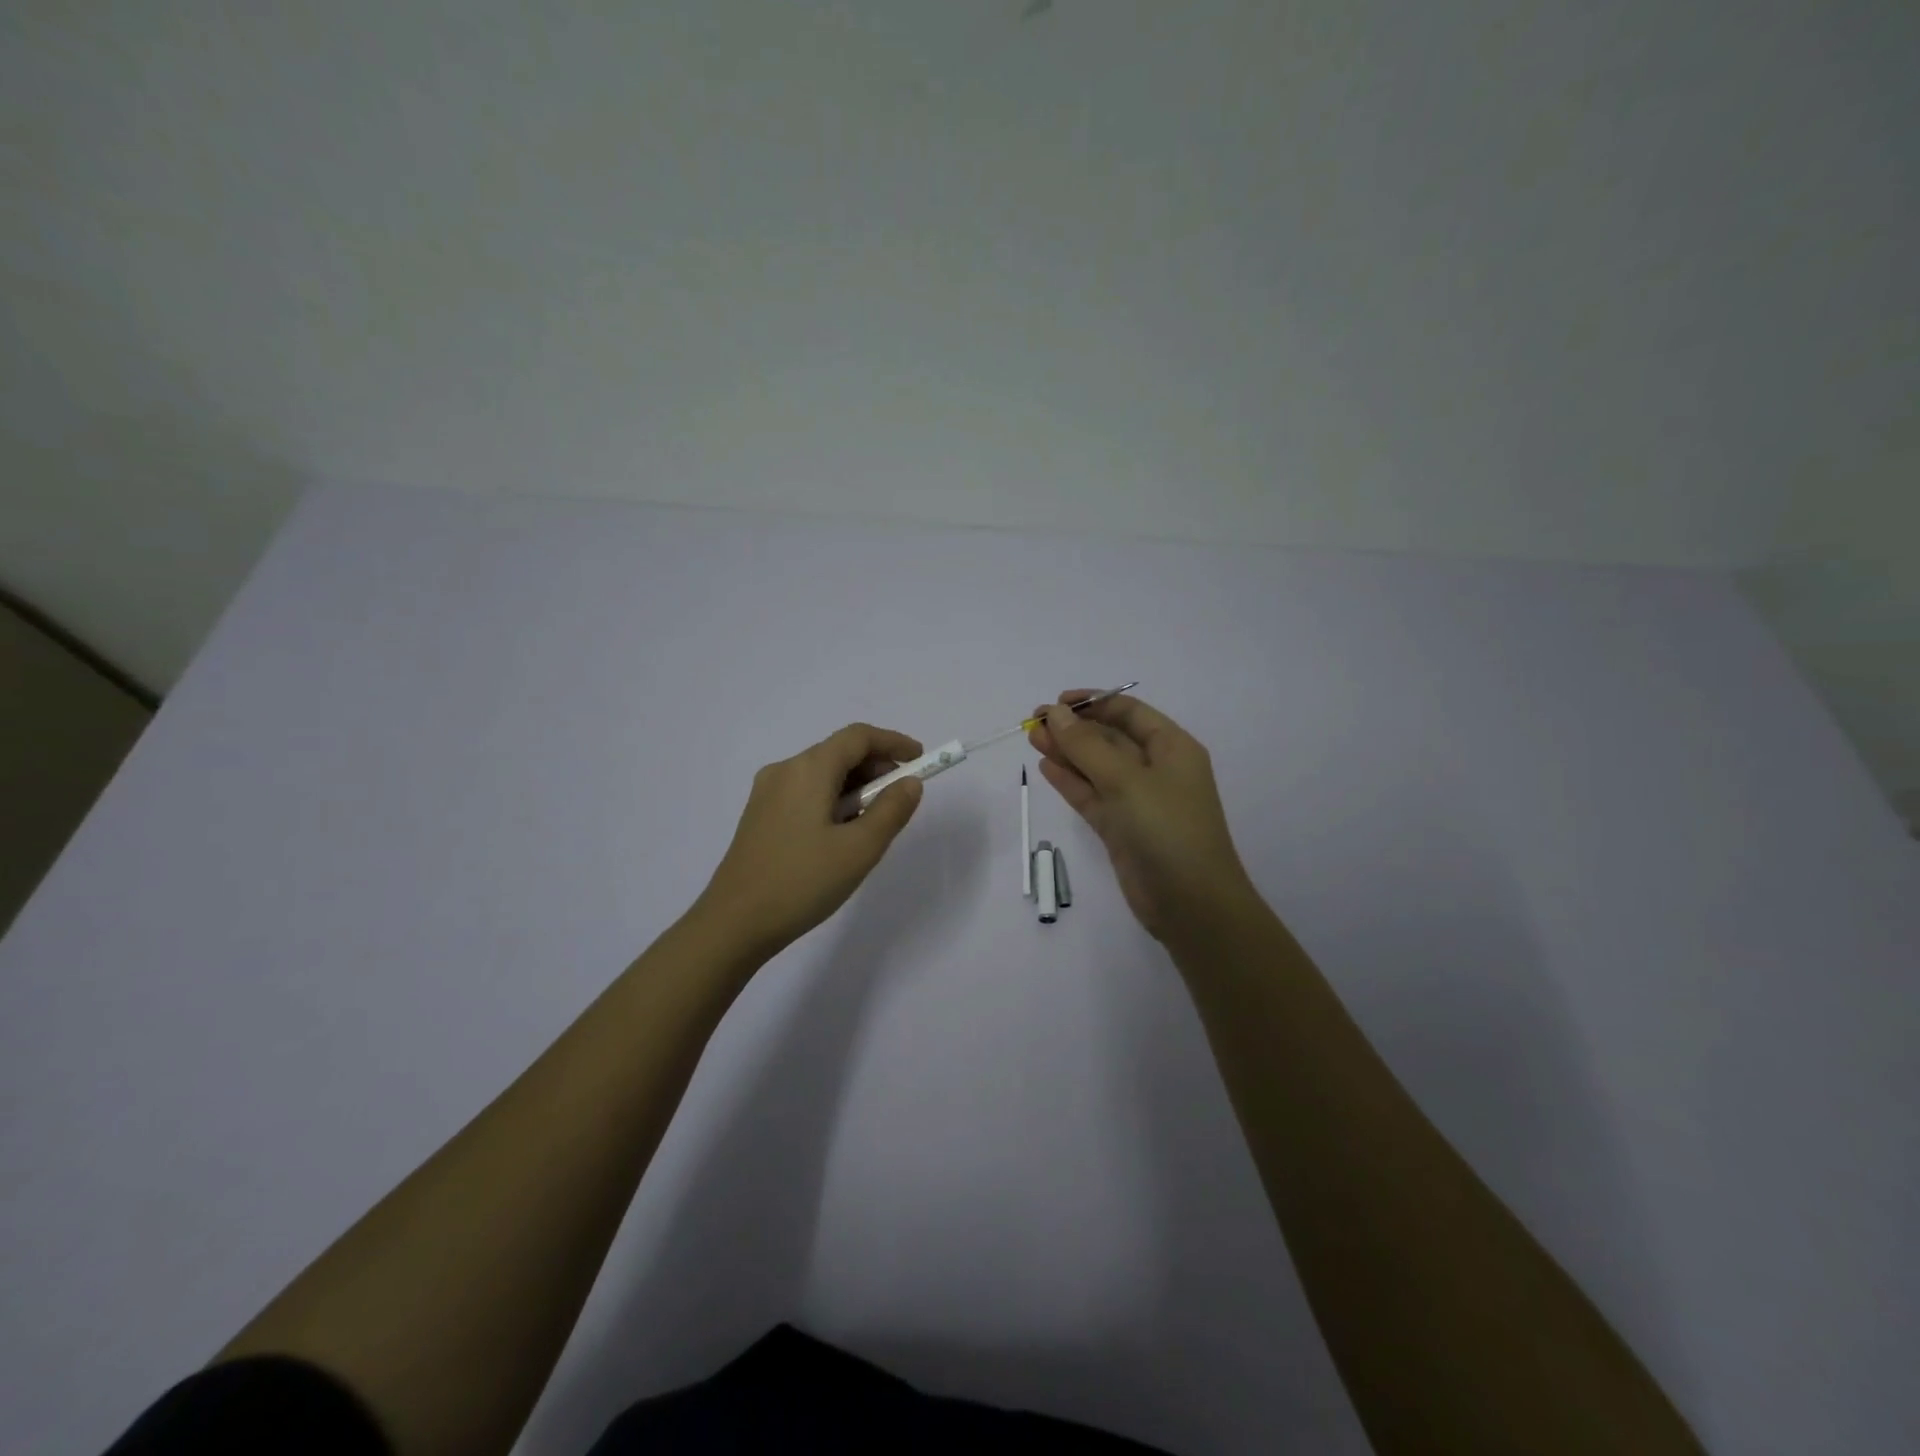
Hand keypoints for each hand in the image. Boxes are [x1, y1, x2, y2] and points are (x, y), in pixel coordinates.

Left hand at [696, 723, 925, 957]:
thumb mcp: (859, 849)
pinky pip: (806, 793)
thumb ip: (891, 811)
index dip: (894, 743)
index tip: (922, 761)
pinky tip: (843, 835)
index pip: (858, 736)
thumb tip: (909, 783)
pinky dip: (833, 800)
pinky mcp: (761, 816)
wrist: (733, 925)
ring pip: (823, 774)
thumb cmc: (801, 883)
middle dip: (876, 768)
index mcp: (808, 769)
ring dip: (856, 787)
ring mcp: (767, 793)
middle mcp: (785, 771)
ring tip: (875, 823)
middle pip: (839, 752)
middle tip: (902, 799)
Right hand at [1028, 692, 1254, 941]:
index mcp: (1172, 748)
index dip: (1094, 703)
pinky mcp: (1122, 829)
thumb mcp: (1126, 780)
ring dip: (1067, 752)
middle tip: (1035, 721)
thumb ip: (1087, 746)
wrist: (1190, 903)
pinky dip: (1071, 782)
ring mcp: (1138, 801)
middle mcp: (1157, 770)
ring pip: (1097, 768)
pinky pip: (1092, 796)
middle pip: (1110, 739)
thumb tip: (1056, 712)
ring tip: (1032, 738)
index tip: (1058, 702)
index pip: (1129, 712)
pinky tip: (1046, 767)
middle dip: (1074, 728)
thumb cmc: (1166, 828)